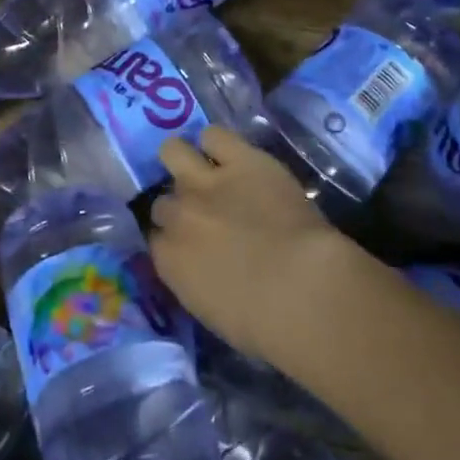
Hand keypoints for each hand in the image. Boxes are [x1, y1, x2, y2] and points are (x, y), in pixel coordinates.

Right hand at [152, 128, 354, 360]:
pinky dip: (219, 144)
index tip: (190, 244)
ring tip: (204, 169)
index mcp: (169, 260)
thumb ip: (192, 280)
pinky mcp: (241, 159)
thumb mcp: (211, 311)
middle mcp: (178, 215)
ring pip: (173, 151)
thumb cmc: (264, 324)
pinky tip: (233, 156)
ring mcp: (206, 182)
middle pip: (163, 199)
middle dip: (180, 205)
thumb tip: (198, 266)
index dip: (173, 237)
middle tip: (205, 214)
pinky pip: (214, 135)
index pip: (156, 237)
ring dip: (184, 161)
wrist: (303, 289)